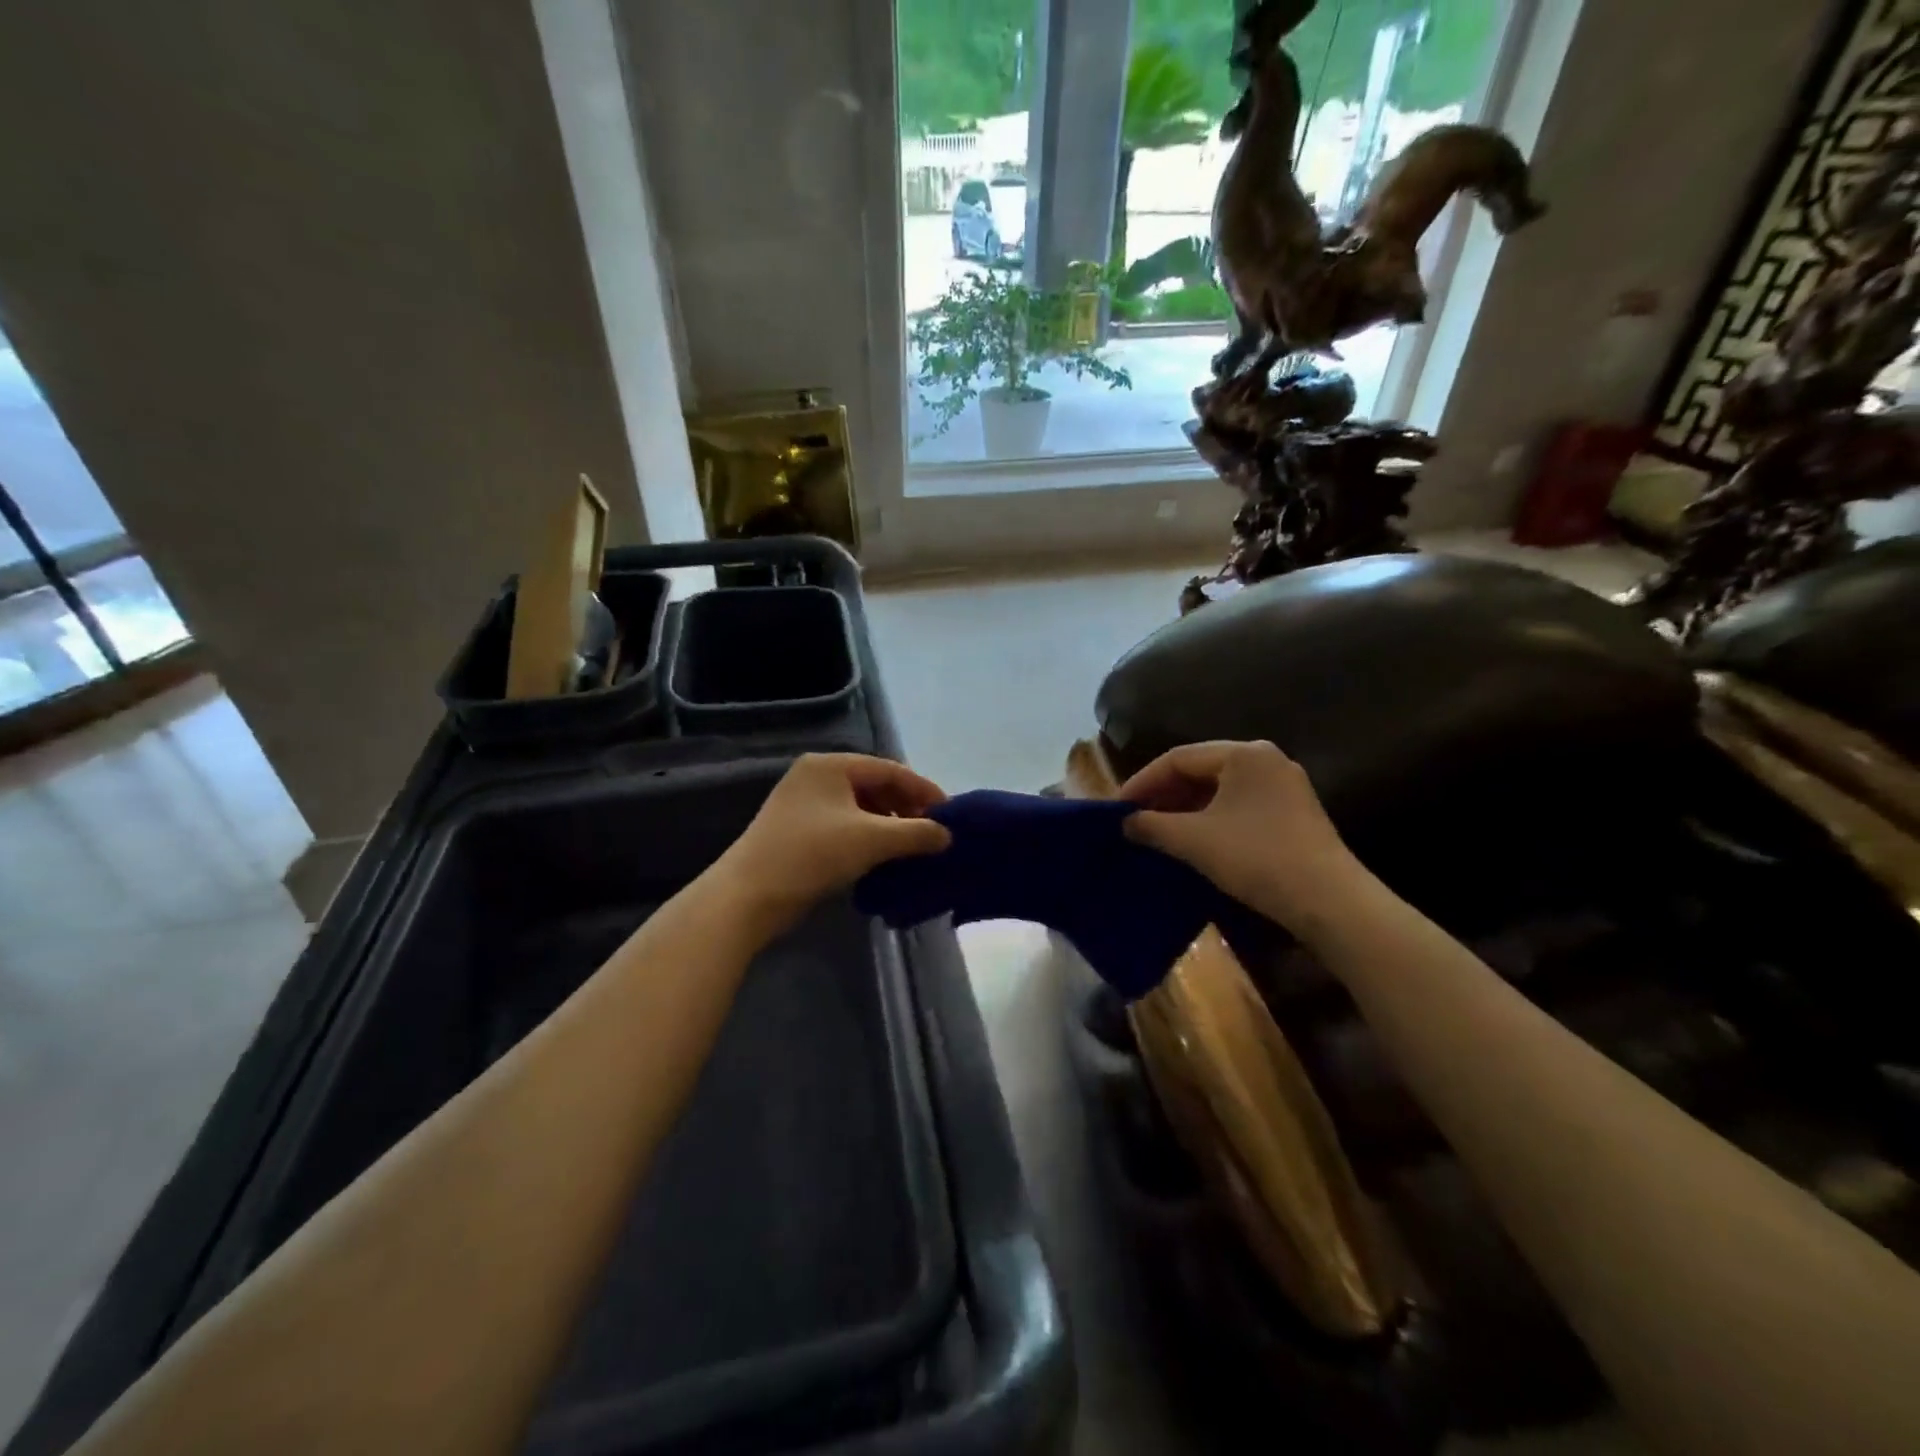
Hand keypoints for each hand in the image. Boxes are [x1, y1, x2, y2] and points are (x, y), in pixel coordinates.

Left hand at [710, 754, 950, 937]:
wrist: (747, 896)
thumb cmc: (812, 854)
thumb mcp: (872, 840)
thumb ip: (916, 833)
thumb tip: (947, 835)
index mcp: (831, 765)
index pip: (890, 769)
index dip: (923, 790)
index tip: (949, 814)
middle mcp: (816, 775)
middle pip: (875, 786)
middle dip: (906, 809)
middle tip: (931, 834)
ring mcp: (803, 803)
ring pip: (860, 808)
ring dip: (888, 826)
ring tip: (910, 849)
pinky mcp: (796, 830)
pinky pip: (843, 825)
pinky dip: (866, 838)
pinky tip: (881, 858)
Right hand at [1119, 740, 1366, 934]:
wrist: (1329, 901)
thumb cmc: (1256, 857)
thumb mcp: (1193, 840)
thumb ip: (1152, 826)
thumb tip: (1126, 822)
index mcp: (1243, 753)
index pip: (1178, 758)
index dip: (1143, 781)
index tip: (1118, 808)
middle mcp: (1266, 759)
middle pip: (1200, 769)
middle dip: (1164, 794)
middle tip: (1136, 819)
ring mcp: (1284, 786)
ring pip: (1220, 789)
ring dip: (1185, 808)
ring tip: (1159, 831)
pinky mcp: (1294, 813)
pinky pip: (1239, 805)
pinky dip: (1210, 818)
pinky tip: (1194, 840)